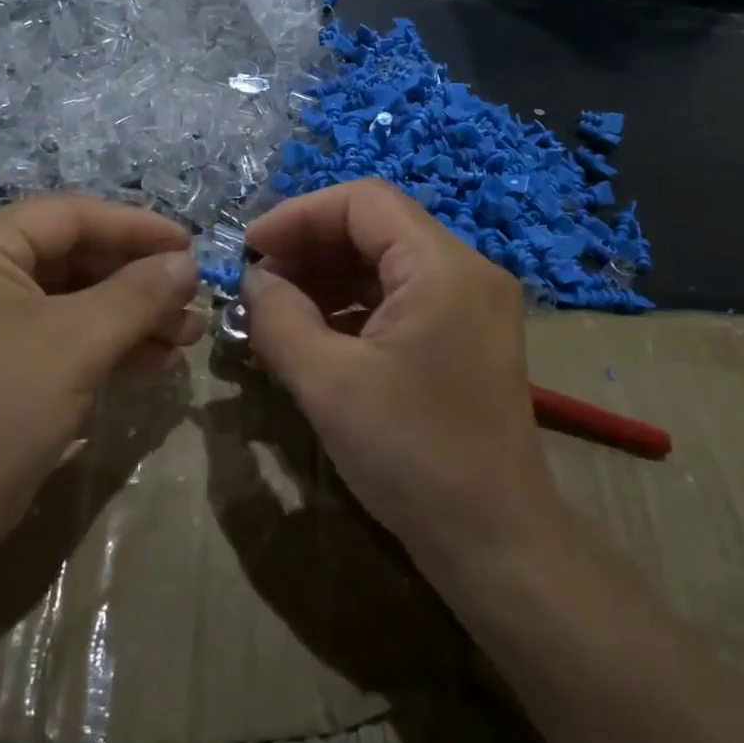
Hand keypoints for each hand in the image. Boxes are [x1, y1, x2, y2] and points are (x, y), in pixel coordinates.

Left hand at [0, 197, 201, 548]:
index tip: (192, 245)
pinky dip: (106, 341)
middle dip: (139, 282)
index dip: (137, 228)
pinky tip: (155, 361)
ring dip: (132, 314)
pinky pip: (59, 329)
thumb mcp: (78, 344)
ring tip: (187, 335)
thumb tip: (187, 262)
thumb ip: (139, 293)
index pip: (69, 215)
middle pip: (74, 255)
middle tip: (193, 300)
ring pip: (73, 296)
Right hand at [243, 180, 559, 577]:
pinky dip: (353, 307)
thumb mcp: (328, 383)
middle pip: (376, 227)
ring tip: (277, 309)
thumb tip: (255, 280)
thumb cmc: (411, 454)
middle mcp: (465, 272)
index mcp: (442, 267)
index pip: (364, 202)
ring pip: (386, 263)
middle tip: (258, 282)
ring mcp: (470, 305)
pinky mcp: (464, 337)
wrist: (493, 540)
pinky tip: (314, 334)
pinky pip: (400, 299)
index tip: (250, 250)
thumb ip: (279, 318)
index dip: (299, 215)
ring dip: (327, 278)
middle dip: (310, 247)